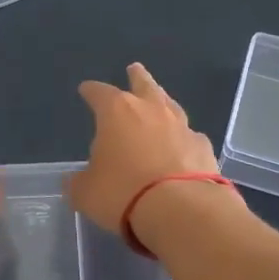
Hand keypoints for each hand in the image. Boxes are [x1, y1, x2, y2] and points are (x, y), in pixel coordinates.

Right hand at [68, 63, 220, 233]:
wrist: (182, 210)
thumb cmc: (123, 193)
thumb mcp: (86, 193)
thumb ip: (78, 183)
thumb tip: (74, 181)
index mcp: (116, 112)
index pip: (99, 93)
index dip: (90, 91)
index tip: (85, 89)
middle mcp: (151, 110)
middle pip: (143, 84)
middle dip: (136, 77)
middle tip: (134, 68)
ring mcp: (181, 127)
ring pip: (170, 105)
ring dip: (163, 102)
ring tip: (160, 102)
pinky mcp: (204, 148)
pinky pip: (189, 136)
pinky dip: (182, 138)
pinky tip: (181, 145)